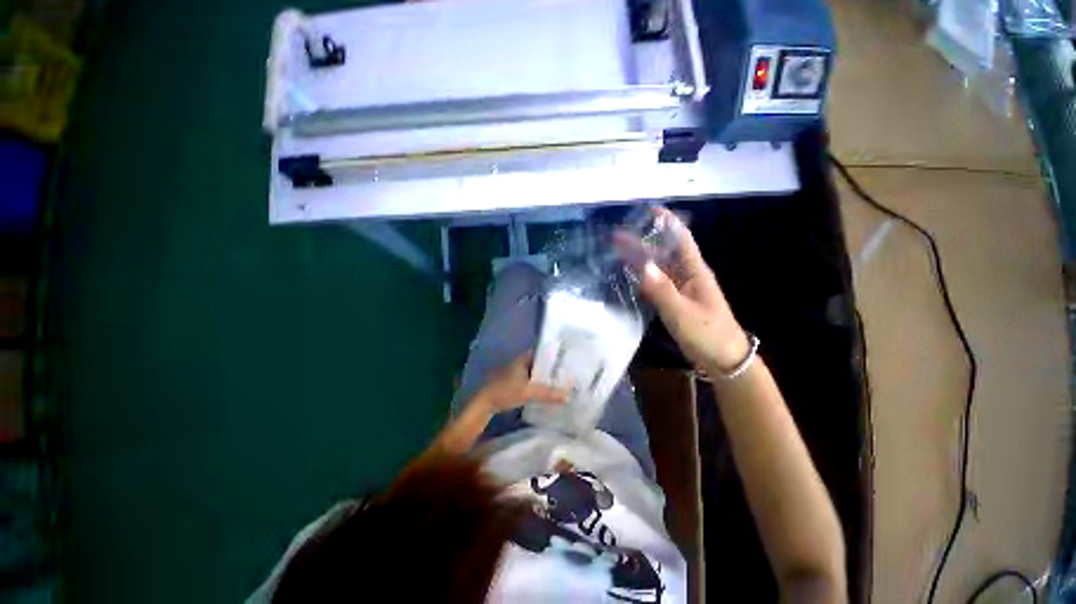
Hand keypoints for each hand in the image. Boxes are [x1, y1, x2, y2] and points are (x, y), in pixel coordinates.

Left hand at [473, 353, 568, 414]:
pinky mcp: (512, 382)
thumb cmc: (506, 391)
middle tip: (566, 370)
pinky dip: (537, 383)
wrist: (484, 403)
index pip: (541, 351)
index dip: (553, 353)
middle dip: (551, 366)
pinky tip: (545, 389)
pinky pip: (529, 379)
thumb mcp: (529, 392)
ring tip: (560, 380)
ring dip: (544, 376)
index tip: (565, 356)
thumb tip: (568, 395)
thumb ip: (548, 393)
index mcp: (523, 359)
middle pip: (539, 362)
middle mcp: (519, 362)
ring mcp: (515, 372)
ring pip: (534, 371)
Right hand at [632, 208, 749, 372]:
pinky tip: (629, 275)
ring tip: (617, 251)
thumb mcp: (683, 313)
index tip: (648, 210)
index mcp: (695, 272)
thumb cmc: (708, 333)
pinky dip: (642, 276)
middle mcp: (687, 275)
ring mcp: (680, 289)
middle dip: (642, 241)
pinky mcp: (674, 301)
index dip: (667, 222)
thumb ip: (662, 290)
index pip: (681, 239)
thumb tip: (642, 266)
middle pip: (663, 252)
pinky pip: (656, 283)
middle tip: (616, 236)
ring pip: (658, 267)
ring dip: (640, 258)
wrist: (723, 359)